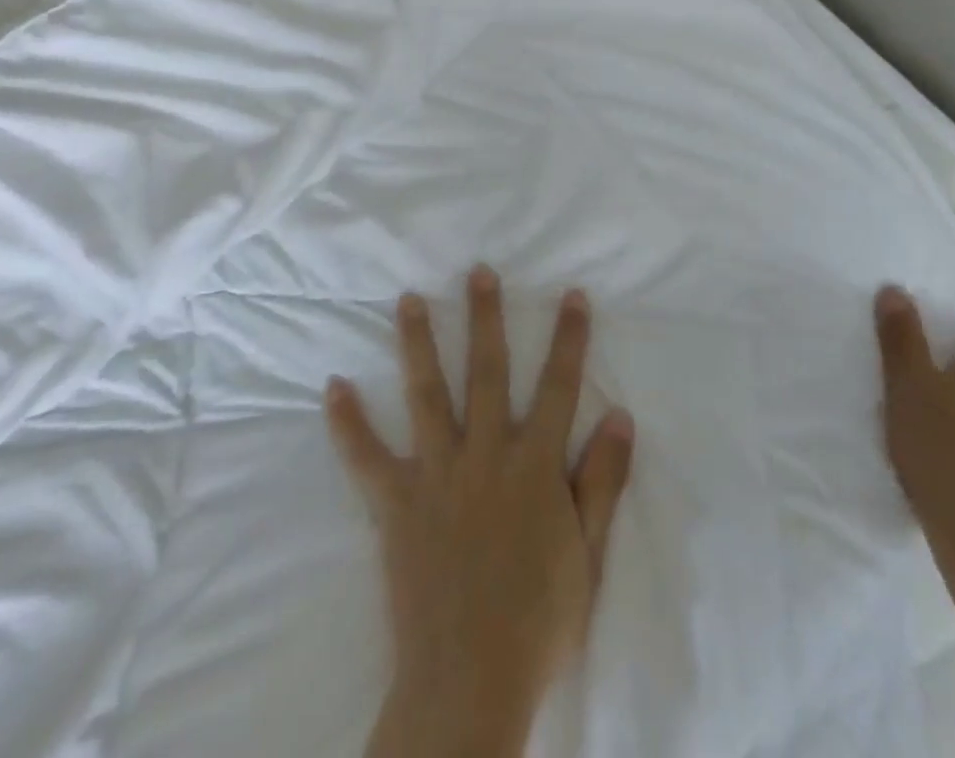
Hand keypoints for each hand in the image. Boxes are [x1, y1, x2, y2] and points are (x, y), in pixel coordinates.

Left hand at [328, 267, 635, 757]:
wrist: (469, 683)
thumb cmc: (538, 621)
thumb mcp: (589, 555)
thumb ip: (603, 481)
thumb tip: (621, 416)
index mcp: (534, 464)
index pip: (559, 386)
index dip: (569, 338)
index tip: (573, 295)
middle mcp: (485, 453)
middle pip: (488, 371)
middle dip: (486, 317)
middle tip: (479, 271)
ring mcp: (437, 473)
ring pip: (427, 393)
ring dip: (418, 343)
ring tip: (408, 299)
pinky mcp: (396, 502)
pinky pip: (366, 457)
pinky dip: (348, 423)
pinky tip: (333, 387)